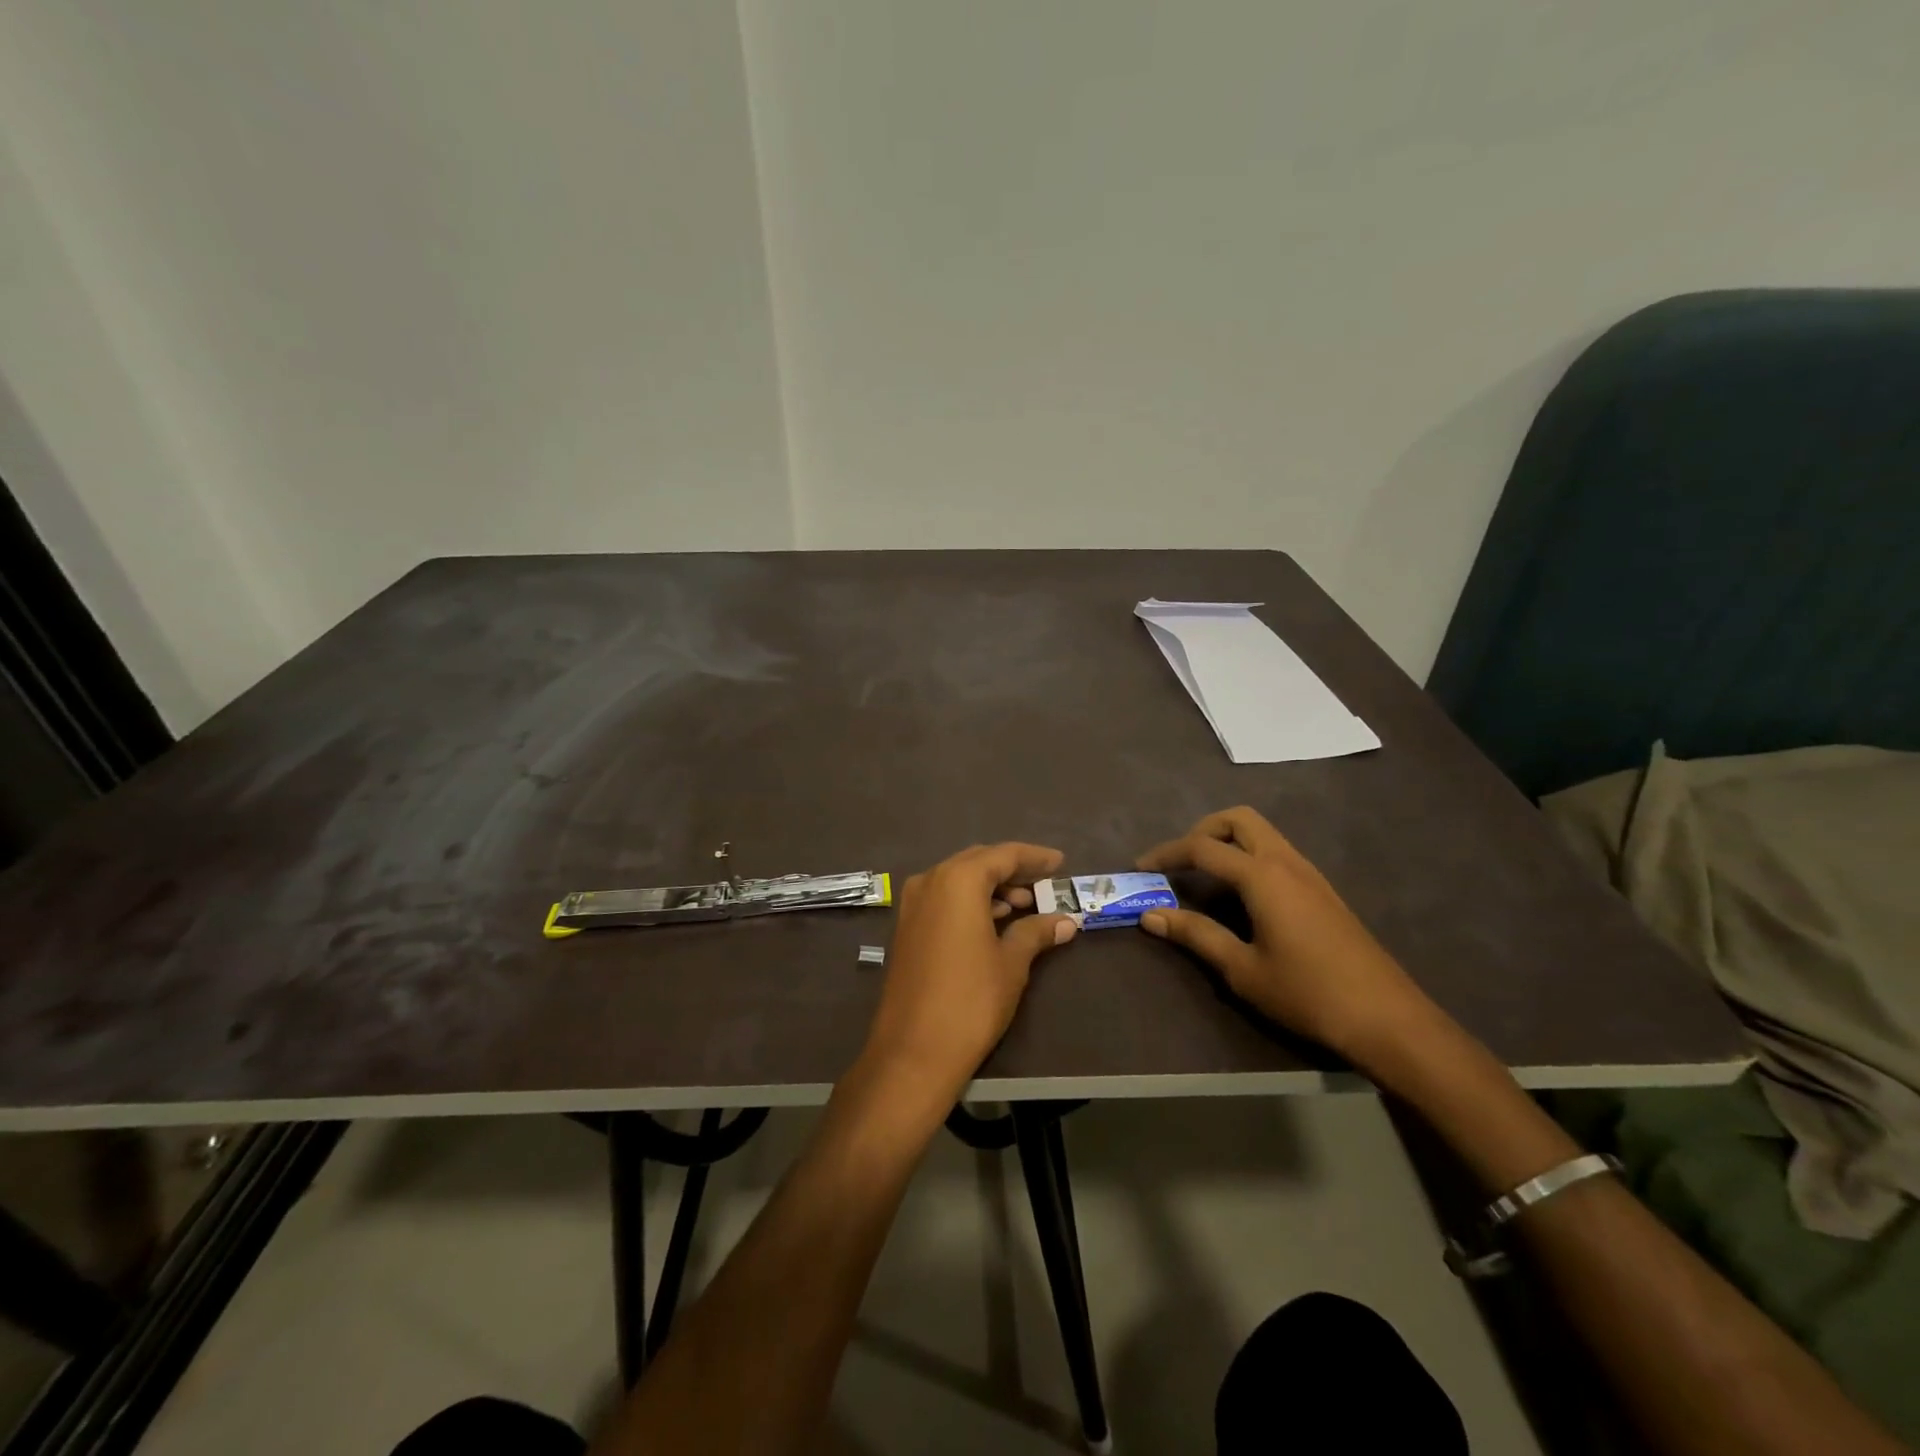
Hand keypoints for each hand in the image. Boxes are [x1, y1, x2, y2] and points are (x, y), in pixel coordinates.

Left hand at [862, 843, 1077, 1101]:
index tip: (1060, 862)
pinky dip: (970, 902)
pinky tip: (993, 921)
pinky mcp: (906, 927)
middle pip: (977, 862)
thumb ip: (1036, 932)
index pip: (1003, 855)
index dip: (1034, 857)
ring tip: (1024, 905)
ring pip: (958, 880)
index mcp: (957, 880)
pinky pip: (943, 899)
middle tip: (1043, 883)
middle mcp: (930, 881)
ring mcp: (912, 904)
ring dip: (991, 887)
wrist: (913, 1051)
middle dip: (1011, 870)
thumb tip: (1066, 920)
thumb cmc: (970, 1000)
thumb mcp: (1011, 963)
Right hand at [1137, 807, 1437, 1067]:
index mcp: (1263, 876)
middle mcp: (1286, 862)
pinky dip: (1248, 856)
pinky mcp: (1322, 890)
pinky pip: (1276, 852)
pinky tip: (1241, 895)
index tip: (1141, 868)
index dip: (1166, 853)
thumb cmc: (1308, 994)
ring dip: (1227, 841)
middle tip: (1178, 862)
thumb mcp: (1242, 969)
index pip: (1203, 847)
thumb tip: (1150, 916)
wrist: (1387, 1019)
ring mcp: (1310, 873)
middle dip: (1201, 831)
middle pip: (1238, 820)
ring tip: (1203, 876)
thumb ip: (1195, 935)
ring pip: (1261, 832)